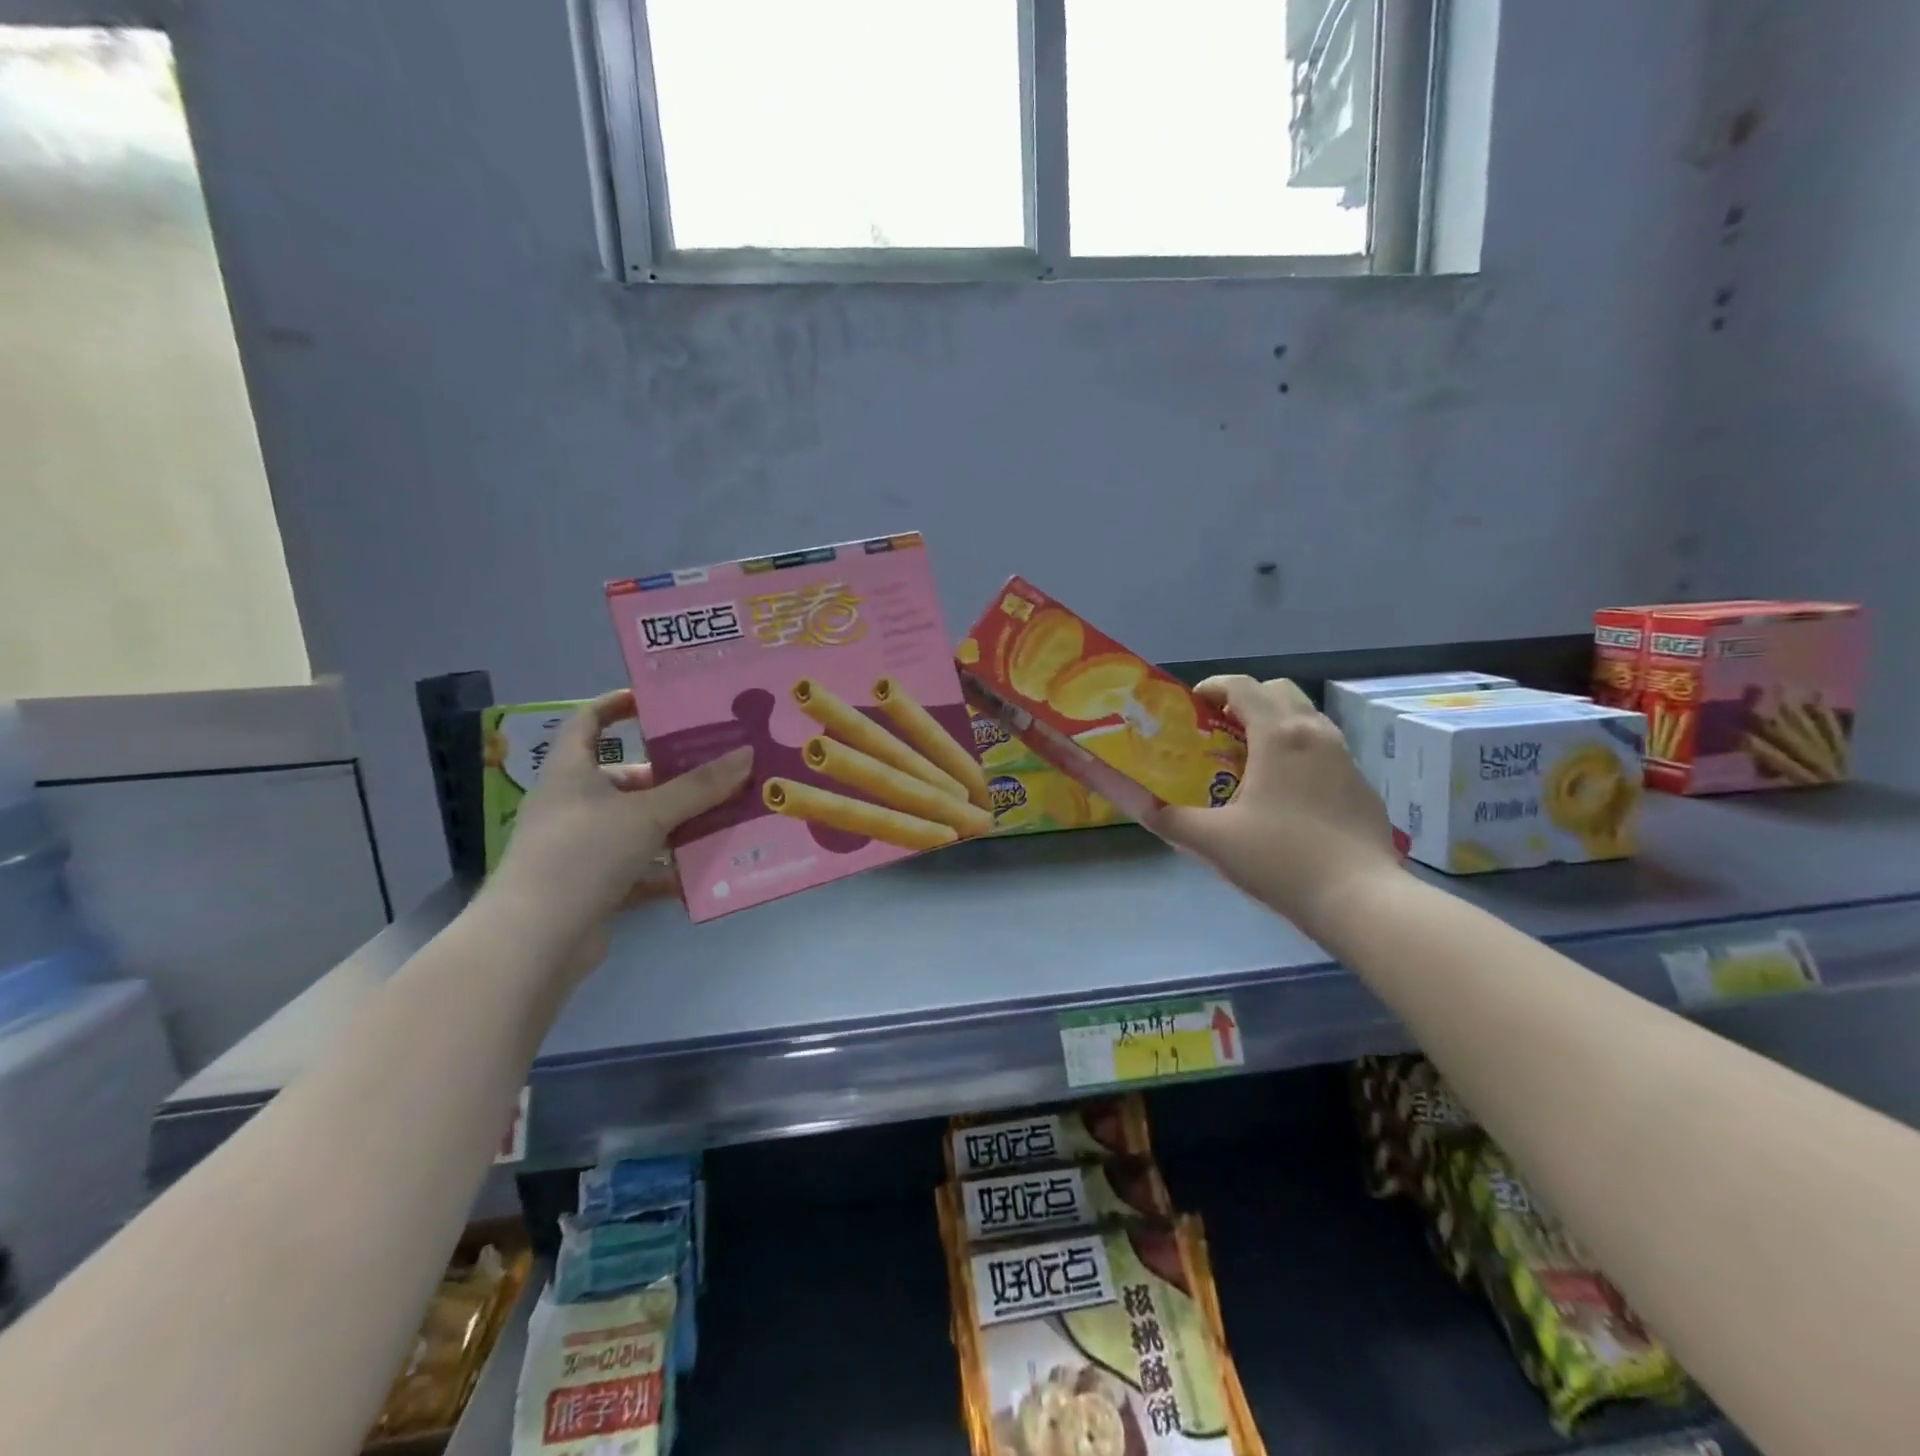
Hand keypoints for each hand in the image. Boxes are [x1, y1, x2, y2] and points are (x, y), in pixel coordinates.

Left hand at [488, 691, 751, 977]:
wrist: (536, 941)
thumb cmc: (584, 854)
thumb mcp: (647, 813)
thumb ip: (699, 787)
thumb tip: (747, 755)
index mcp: (571, 772)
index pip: (588, 721)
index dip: (617, 705)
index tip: (657, 702)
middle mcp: (572, 804)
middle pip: (626, 778)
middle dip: (671, 776)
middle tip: (718, 770)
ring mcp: (580, 847)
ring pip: (637, 825)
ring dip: (677, 823)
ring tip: (724, 817)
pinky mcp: (592, 885)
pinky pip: (638, 867)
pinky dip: (667, 868)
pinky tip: (703, 871)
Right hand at [1143, 676, 1399, 934]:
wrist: (1361, 899)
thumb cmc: (1280, 860)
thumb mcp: (1212, 840)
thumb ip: (1166, 817)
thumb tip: (1135, 801)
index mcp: (1279, 735)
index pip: (1242, 686)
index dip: (1212, 687)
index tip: (1192, 706)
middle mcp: (1316, 733)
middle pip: (1278, 691)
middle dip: (1245, 700)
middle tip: (1219, 730)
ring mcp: (1346, 758)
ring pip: (1306, 718)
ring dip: (1275, 724)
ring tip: (1249, 761)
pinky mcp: (1362, 786)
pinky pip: (1325, 750)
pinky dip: (1299, 752)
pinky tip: (1285, 795)